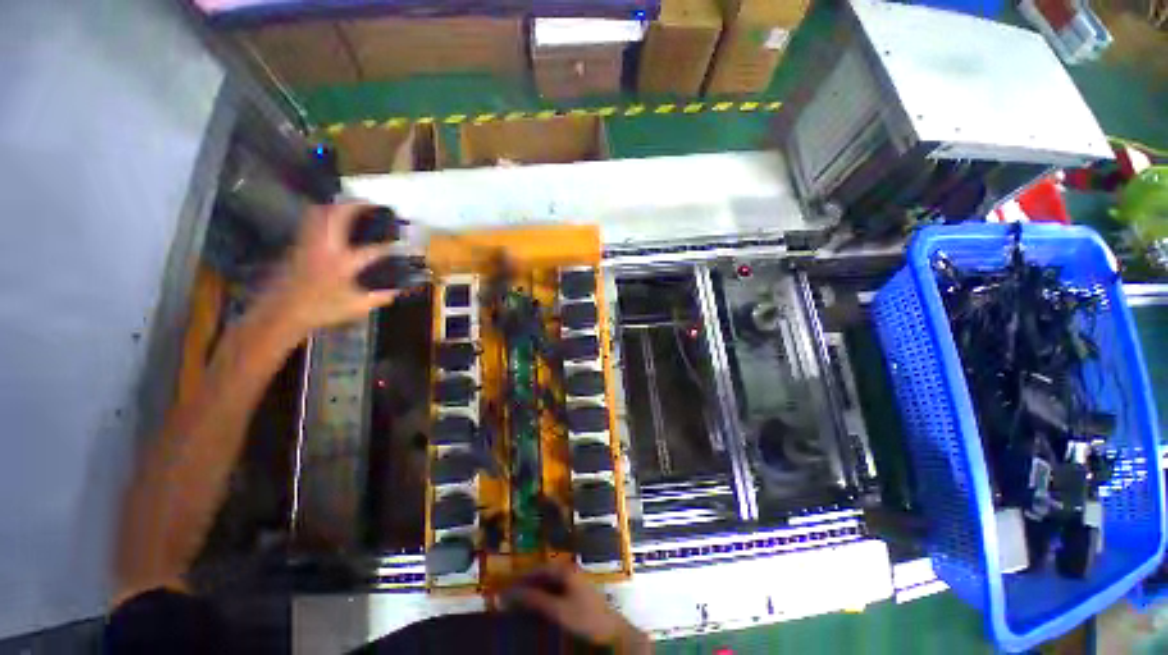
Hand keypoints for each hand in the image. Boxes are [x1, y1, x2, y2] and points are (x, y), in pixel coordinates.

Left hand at [265, 203, 399, 334]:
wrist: (281, 312)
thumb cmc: (320, 310)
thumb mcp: (356, 307)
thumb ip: (379, 297)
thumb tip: (397, 291)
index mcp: (343, 262)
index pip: (373, 250)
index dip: (389, 246)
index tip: (400, 244)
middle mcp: (326, 246)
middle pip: (339, 215)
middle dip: (356, 206)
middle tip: (371, 204)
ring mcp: (309, 242)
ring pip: (320, 213)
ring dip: (337, 206)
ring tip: (351, 206)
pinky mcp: (298, 245)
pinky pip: (311, 221)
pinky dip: (323, 214)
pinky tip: (331, 220)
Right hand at [508, 563, 650, 652]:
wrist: (612, 631)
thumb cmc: (585, 618)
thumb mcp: (558, 610)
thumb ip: (535, 600)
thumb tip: (511, 593)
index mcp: (564, 570)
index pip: (537, 570)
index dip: (520, 578)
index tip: (504, 588)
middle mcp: (568, 571)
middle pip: (542, 575)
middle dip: (525, 585)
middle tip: (508, 597)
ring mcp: (573, 582)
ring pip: (547, 584)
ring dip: (533, 592)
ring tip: (518, 604)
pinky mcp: (576, 594)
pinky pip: (554, 591)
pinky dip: (542, 597)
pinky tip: (536, 608)